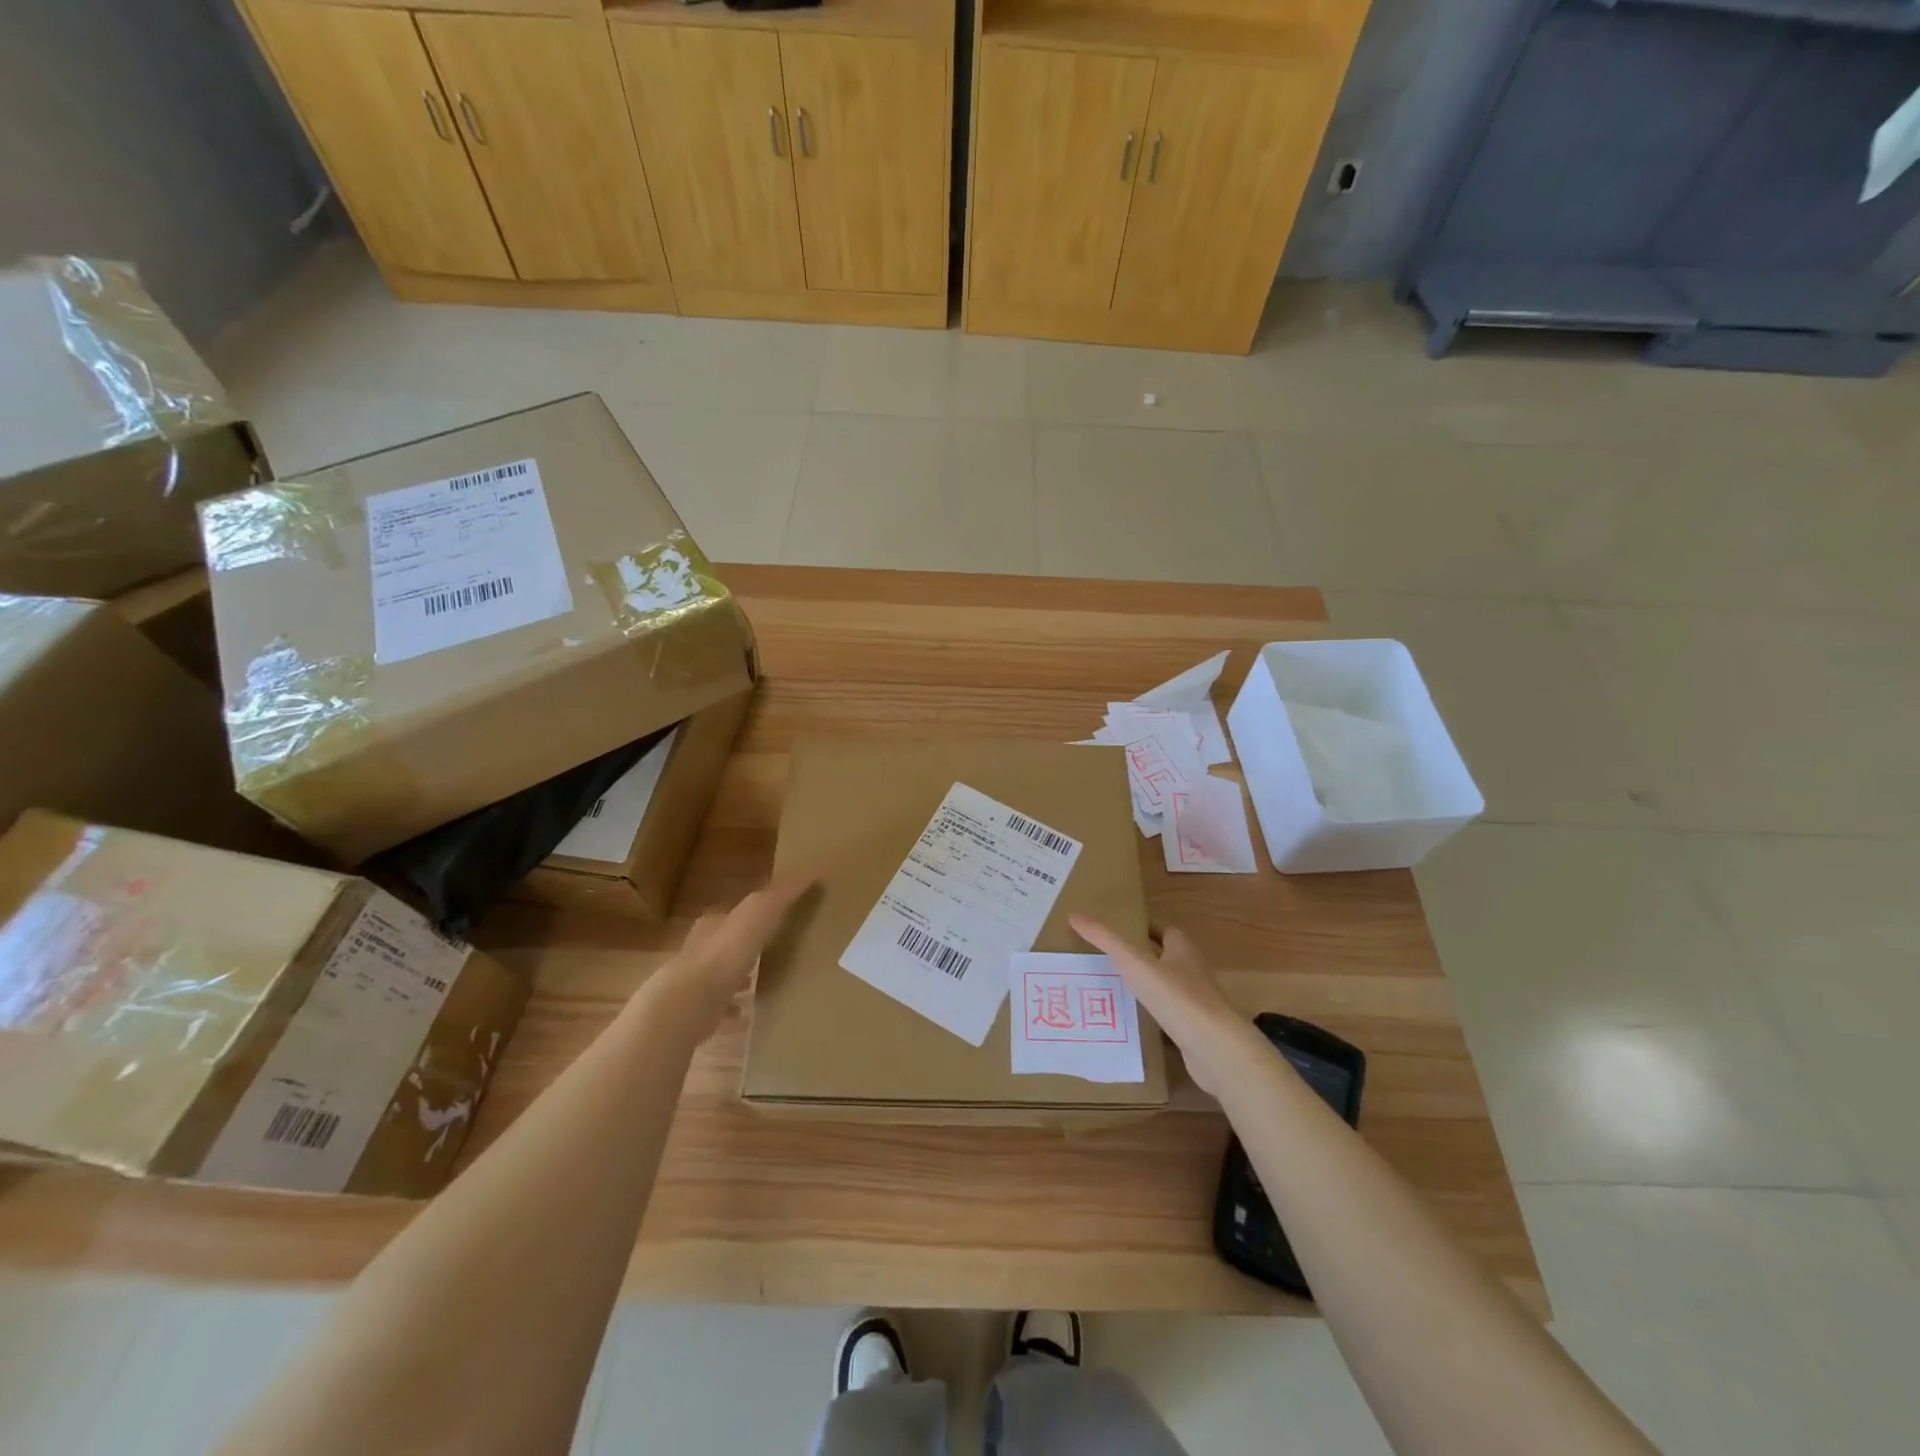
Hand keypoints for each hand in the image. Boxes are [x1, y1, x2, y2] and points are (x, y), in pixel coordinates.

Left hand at [649, 874, 814, 1036]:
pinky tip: (747, 1017)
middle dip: (742, 948)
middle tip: (766, 953)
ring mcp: (697, 985)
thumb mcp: (760, 912)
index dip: (749, 915)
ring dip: (737, 980)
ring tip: (759, 985)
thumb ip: (783, 893)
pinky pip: (719, 1012)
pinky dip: (732, 1013)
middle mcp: (701, 951)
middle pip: (724, 945)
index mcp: (714, 925)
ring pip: (720, 979)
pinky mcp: (698, 1014)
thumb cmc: (726, 951)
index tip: (770, 919)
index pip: (731, 914)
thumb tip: (813, 869)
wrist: (689, 1002)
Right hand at [1069, 916, 1254, 1099]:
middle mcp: (1193, 971)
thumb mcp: (1134, 963)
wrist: (1214, 1048)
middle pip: (1167, 958)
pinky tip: (1134, 1023)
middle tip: (1111, 962)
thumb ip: (1105, 939)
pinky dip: (1155, 1016)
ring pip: (1168, 988)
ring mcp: (1197, 1002)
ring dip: (1148, 988)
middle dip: (1143, 958)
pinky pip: (1171, 1016)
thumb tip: (1074, 915)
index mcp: (1183, 949)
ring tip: (1116, 991)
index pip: (1165, 931)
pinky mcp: (1196, 1030)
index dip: (1144, 930)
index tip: (1119, 934)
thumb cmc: (1175, 996)